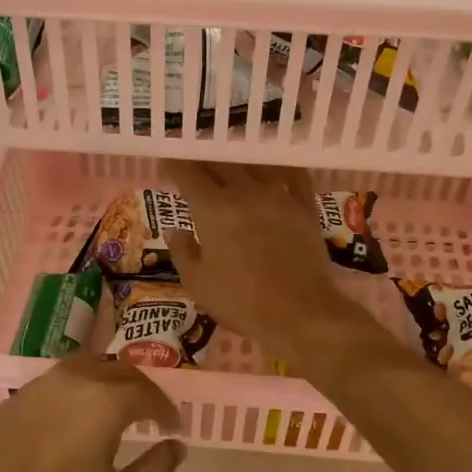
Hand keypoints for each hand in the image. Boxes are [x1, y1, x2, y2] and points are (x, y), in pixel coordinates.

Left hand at [0, 356, 183, 471]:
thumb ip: (156, 469)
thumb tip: (176, 446)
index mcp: (102, 401)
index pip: (146, 392)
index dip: (165, 409)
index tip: (174, 428)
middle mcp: (71, 381)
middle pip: (117, 370)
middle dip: (141, 389)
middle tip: (152, 415)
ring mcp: (36, 387)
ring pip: (85, 368)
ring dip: (109, 383)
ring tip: (118, 411)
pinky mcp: (13, 402)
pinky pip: (57, 383)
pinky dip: (78, 391)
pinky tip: (77, 420)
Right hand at [165, 162, 368, 367]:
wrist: (300, 312)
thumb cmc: (240, 302)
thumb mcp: (197, 283)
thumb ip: (183, 252)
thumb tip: (176, 230)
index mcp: (212, 209)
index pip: (188, 175)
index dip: (175, 165)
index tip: (167, 163)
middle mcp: (244, 192)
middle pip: (221, 163)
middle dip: (204, 159)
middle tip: (195, 160)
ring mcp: (278, 196)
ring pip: (255, 164)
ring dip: (238, 159)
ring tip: (229, 160)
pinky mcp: (304, 207)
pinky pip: (293, 176)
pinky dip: (278, 167)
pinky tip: (273, 168)